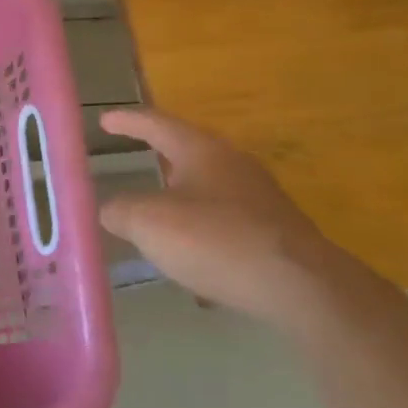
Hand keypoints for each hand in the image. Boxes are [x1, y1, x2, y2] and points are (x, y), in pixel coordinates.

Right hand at [98, 107, 354, 325]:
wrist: (302, 287)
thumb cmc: (215, 240)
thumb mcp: (147, 223)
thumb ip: (120, 210)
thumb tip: (111, 210)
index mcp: (201, 150)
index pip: (157, 124)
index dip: (128, 121)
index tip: (104, 120)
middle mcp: (233, 165)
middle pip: (188, 151)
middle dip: (160, 156)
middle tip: (135, 158)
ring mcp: (259, 198)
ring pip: (209, 187)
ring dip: (181, 196)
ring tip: (157, 212)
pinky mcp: (274, 232)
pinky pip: (226, 220)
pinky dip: (201, 228)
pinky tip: (191, 255)